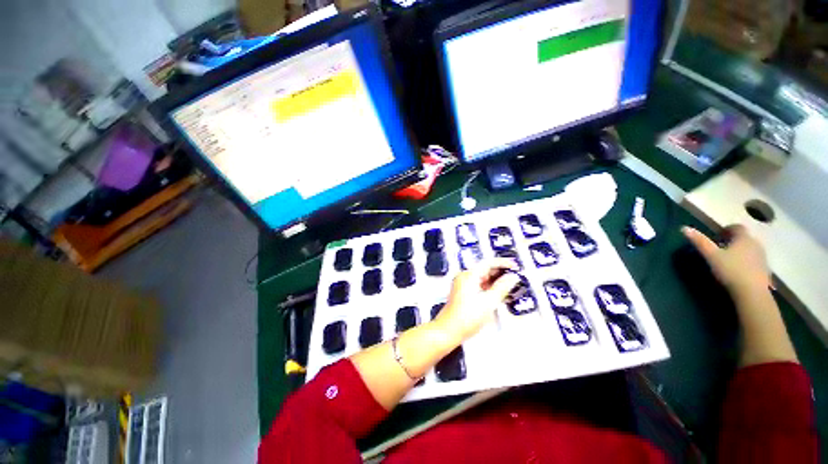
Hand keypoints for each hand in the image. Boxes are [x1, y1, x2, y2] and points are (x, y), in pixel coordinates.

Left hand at [433, 259, 520, 342]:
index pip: (488, 263)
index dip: (503, 263)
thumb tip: (512, 278)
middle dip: (500, 272)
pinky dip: (489, 287)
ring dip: (495, 280)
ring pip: (482, 277)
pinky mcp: (463, 292)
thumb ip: (502, 287)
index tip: (515, 266)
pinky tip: (498, 293)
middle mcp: (464, 277)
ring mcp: (463, 285)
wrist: (449, 330)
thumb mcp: (489, 302)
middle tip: (515, 276)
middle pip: (485, 269)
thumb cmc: (466, 317)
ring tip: (510, 285)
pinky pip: (479, 285)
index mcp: (469, 275)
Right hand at [682, 225, 770, 295]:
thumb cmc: (730, 270)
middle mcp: (755, 243)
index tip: (717, 237)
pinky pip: (754, 260)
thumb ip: (700, 242)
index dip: (727, 229)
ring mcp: (762, 257)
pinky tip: (738, 271)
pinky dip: (746, 262)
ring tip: (729, 260)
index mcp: (743, 238)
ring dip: (740, 251)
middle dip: (733, 241)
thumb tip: (684, 228)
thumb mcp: (711, 256)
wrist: (752, 292)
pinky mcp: (765, 269)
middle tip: (721, 249)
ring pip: (750, 249)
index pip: (736, 227)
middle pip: (744, 238)